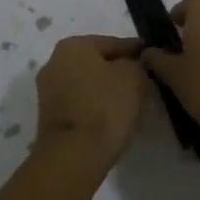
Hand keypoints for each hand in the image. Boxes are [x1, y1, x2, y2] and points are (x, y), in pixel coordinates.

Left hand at [34, 34, 147, 167]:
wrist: (73, 156)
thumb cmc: (105, 107)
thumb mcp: (133, 78)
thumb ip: (137, 64)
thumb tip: (133, 64)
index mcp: (73, 45)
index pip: (112, 42)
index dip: (135, 50)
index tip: (151, 57)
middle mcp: (54, 62)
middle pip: (96, 62)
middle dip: (118, 70)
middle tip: (143, 81)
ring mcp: (48, 90)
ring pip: (87, 83)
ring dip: (106, 90)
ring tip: (130, 102)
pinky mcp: (49, 116)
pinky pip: (80, 103)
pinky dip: (95, 106)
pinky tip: (112, 117)